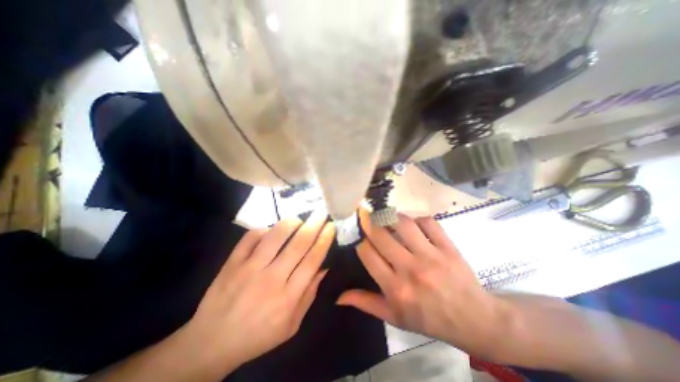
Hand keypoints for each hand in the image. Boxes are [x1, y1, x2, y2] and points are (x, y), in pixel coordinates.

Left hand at [185, 208, 333, 373]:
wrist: (211, 343)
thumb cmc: (258, 335)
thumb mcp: (292, 325)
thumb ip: (309, 295)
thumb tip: (324, 268)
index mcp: (288, 297)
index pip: (312, 260)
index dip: (324, 240)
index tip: (331, 226)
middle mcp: (271, 279)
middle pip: (298, 244)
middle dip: (314, 225)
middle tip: (322, 213)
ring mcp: (249, 269)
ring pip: (275, 236)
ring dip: (291, 223)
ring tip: (299, 219)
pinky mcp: (232, 263)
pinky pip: (250, 237)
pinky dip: (263, 229)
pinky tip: (270, 230)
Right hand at [336, 209, 505, 357]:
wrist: (473, 319)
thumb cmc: (429, 319)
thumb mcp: (394, 317)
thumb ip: (366, 303)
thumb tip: (339, 296)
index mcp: (395, 288)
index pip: (367, 253)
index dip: (360, 241)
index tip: (360, 237)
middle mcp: (411, 269)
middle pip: (381, 235)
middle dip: (370, 223)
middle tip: (367, 218)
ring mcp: (431, 256)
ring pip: (404, 223)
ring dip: (391, 217)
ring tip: (386, 218)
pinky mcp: (447, 247)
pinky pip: (428, 222)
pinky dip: (417, 219)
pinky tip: (413, 225)